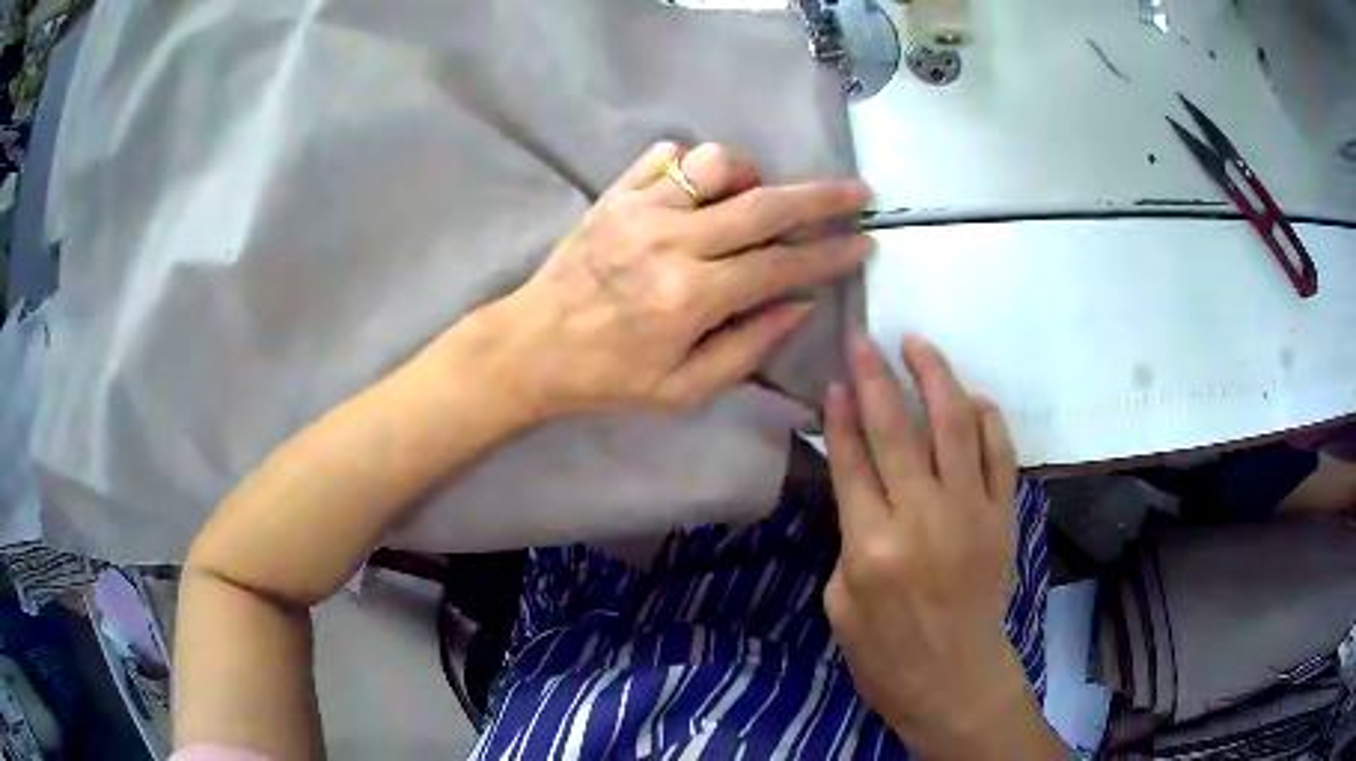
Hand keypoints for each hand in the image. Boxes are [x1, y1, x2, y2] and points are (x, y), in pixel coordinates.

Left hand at [477, 142, 871, 418]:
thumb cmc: (607, 378)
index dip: (829, 254)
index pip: (779, 265)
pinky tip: (700, 190)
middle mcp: (669, 243)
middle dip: (821, 196)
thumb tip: (799, 303)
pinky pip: (667, 155)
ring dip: (752, 174)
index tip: (864, 243)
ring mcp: (638, 210)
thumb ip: (747, 347)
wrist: (530, 346)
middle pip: (764, 204)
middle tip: (858, 192)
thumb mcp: (682, 390)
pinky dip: (696, 164)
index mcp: (689, 299)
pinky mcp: (613, 194)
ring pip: (716, 163)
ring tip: (756, 198)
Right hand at [824, 333, 1061, 759]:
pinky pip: (999, 452)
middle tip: (863, 337)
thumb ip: (850, 536)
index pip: (851, 460)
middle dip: (875, 376)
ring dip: (935, 377)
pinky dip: (987, 417)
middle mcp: (922, 518)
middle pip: (896, 429)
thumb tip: (863, 488)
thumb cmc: (885, 654)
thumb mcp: (840, 602)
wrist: (955, 680)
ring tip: (918, 345)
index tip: (835, 377)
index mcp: (870, 546)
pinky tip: (970, 398)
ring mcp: (971, 512)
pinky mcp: (1003, 516)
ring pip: (955, 425)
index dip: (840, 413)